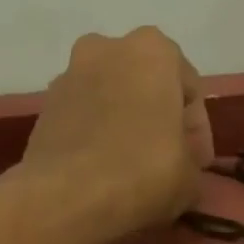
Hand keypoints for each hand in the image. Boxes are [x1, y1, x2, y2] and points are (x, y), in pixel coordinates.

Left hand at [17, 26, 214, 239]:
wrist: (67, 196)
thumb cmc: (142, 174)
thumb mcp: (190, 179)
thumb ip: (192, 164)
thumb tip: (182, 170)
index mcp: (154, 50)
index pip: (189, 88)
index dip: (198, 132)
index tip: (198, 164)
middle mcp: (108, 47)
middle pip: (146, 86)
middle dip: (158, 120)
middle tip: (167, 162)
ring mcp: (70, 74)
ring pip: (111, 100)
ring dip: (125, 127)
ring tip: (132, 169)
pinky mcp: (45, 108)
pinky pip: (83, 121)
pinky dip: (96, 139)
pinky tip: (103, 172)